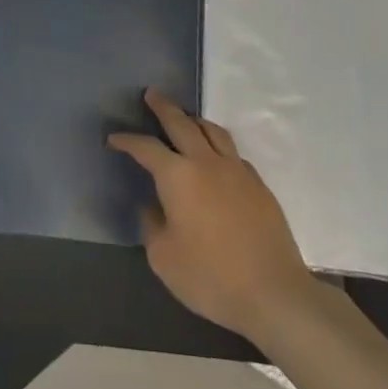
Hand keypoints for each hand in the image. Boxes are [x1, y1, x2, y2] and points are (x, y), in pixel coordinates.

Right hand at [107, 89, 312, 339]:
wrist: (274, 293)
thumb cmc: (211, 277)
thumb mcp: (164, 258)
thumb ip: (153, 226)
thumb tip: (154, 208)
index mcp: (178, 176)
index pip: (146, 147)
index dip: (127, 140)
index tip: (113, 139)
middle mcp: (206, 163)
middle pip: (182, 123)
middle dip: (164, 107)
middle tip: (152, 94)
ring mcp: (237, 171)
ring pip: (213, 131)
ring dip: (195, 120)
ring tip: (187, 119)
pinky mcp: (259, 186)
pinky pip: (233, 153)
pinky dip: (218, 146)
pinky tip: (216, 159)